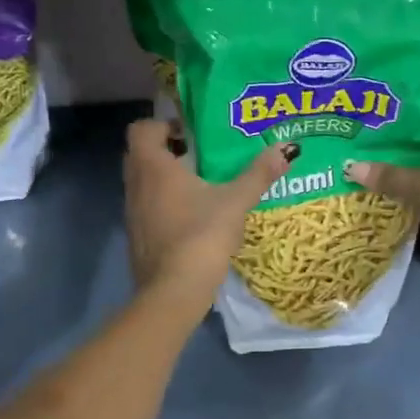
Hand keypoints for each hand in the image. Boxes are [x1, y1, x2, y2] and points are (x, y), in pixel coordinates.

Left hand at [123, 119, 293, 309]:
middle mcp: (136, 185)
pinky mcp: (137, 237)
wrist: (173, 293)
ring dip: (165, 179)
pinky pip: (147, 208)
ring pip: (143, 183)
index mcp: (154, 167)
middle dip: (167, 150)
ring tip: (201, 185)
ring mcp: (132, 214)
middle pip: (141, 154)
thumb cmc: (201, 235)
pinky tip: (193, 217)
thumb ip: (259, 173)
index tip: (190, 134)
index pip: (142, 129)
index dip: (163, 125)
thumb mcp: (236, 201)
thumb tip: (286, 149)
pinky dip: (164, 204)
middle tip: (199, 155)